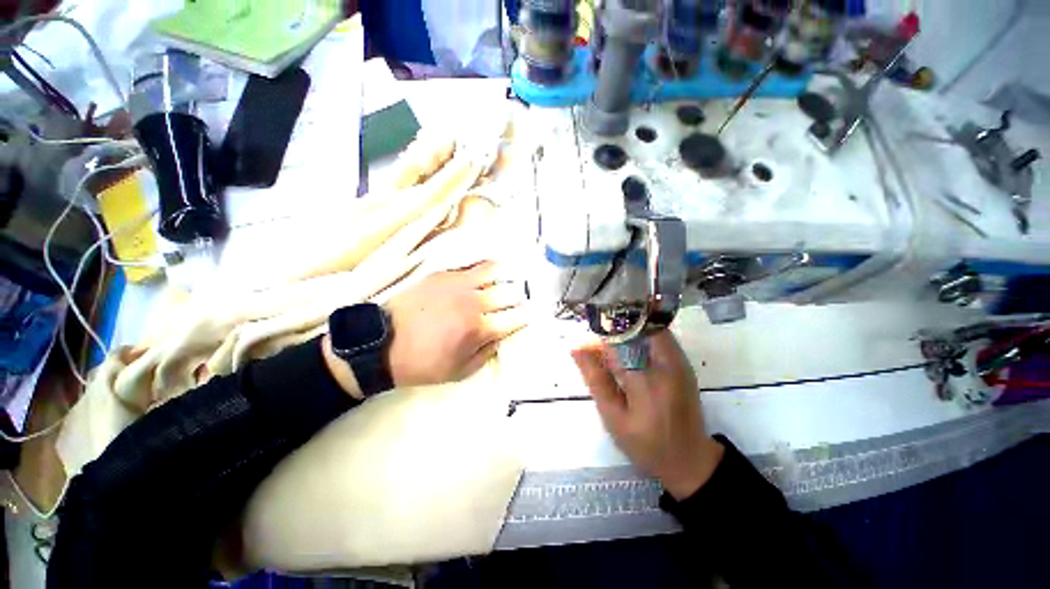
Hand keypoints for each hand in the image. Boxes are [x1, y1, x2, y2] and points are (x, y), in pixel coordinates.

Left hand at [385, 261, 528, 387]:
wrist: (382, 344)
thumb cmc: (423, 363)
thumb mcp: (460, 371)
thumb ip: (487, 353)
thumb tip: (501, 336)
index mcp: (479, 328)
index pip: (516, 318)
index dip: (527, 316)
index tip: (531, 316)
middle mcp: (474, 301)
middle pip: (511, 292)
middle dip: (519, 299)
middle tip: (517, 303)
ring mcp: (458, 284)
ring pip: (494, 271)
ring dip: (505, 278)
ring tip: (505, 282)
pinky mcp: (444, 274)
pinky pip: (472, 265)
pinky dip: (485, 269)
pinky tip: (485, 275)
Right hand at [571, 331, 723, 499]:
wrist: (691, 459)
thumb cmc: (646, 444)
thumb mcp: (613, 417)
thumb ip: (595, 380)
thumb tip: (576, 348)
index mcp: (646, 381)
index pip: (617, 342)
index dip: (597, 338)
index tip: (584, 343)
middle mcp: (666, 364)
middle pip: (635, 327)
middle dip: (612, 330)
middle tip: (596, 345)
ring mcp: (679, 361)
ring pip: (648, 328)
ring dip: (626, 332)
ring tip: (610, 347)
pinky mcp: (683, 362)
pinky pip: (658, 336)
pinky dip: (639, 337)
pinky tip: (628, 352)